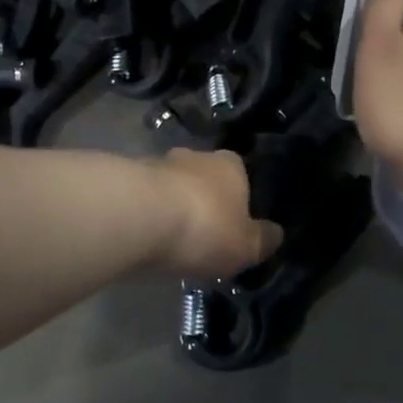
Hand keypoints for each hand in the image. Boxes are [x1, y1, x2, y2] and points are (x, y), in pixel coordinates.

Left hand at [151, 148, 282, 279]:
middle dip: (202, 201)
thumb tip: (276, 233)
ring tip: (170, 239)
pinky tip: (145, 237)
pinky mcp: (126, 179)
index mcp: (231, 165)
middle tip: (202, 233)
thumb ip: (263, 239)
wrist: (138, 217)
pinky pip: (144, 199)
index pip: (241, 175)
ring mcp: (158, 164)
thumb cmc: (205, 228)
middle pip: (203, 178)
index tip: (234, 224)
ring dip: (171, 206)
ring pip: (171, 186)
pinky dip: (146, 214)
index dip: (238, 200)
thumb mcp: (246, 246)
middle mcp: (195, 156)